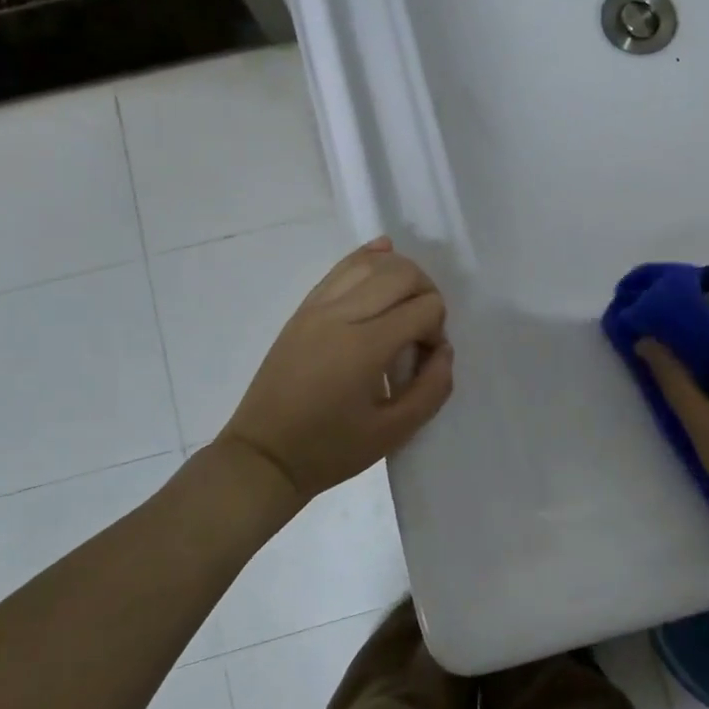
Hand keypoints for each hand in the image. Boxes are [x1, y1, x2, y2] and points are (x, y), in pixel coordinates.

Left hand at [217, 238, 453, 502]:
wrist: (264, 455)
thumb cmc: (331, 450)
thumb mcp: (394, 433)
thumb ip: (432, 389)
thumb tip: (443, 350)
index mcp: (365, 347)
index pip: (424, 308)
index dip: (436, 330)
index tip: (424, 360)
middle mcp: (341, 315)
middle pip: (401, 273)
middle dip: (426, 293)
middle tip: (422, 330)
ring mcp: (318, 307)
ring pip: (371, 262)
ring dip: (400, 274)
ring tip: (404, 305)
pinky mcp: (304, 309)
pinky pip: (341, 267)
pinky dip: (368, 257)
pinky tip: (384, 253)